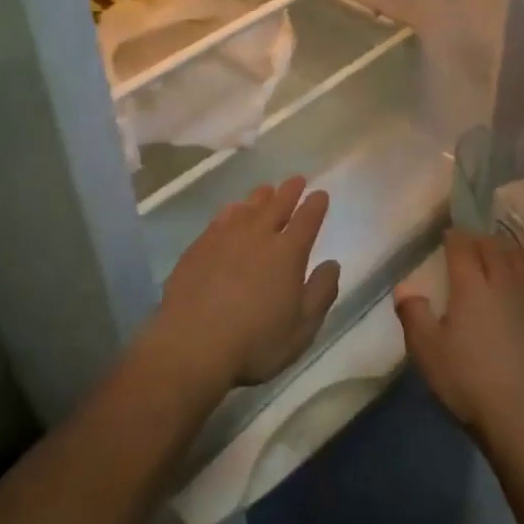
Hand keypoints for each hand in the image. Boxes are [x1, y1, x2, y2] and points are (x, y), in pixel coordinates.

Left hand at [152, 177, 340, 388]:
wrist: (192, 344)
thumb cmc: (255, 341)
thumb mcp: (302, 328)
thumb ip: (321, 292)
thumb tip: (332, 264)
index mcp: (288, 253)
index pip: (307, 220)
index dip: (315, 205)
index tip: (320, 194)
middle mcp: (258, 235)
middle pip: (277, 205)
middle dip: (290, 191)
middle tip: (297, 179)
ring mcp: (225, 237)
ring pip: (248, 207)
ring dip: (261, 197)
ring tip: (267, 190)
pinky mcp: (199, 246)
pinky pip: (221, 218)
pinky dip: (232, 210)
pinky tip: (232, 211)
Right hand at [395, 230, 523, 445]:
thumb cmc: (470, 379)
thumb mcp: (427, 350)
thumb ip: (413, 314)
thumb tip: (405, 288)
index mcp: (471, 284)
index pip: (463, 246)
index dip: (454, 236)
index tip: (446, 234)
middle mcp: (503, 283)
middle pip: (495, 247)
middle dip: (480, 239)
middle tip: (469, 242)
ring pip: (520, 261)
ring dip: (506, 251)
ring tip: (497, 253)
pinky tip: (519, 286)